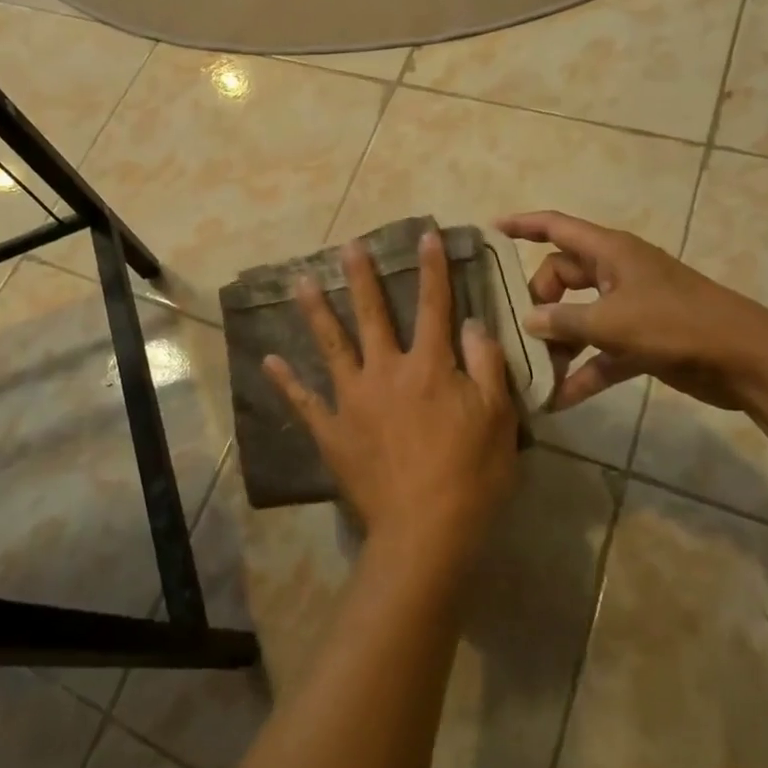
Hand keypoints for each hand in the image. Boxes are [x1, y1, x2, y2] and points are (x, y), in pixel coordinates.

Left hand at [263, 231, 518, 567]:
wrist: (426, 531)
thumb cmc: (471, 475)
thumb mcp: (498, 417)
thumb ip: (485, 364)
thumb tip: (471, 322)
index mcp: (429, 366)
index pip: (434, 306)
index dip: (433, 268)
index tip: (426, 235)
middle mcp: (386, 371)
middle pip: (372, 314)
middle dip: (362, 277)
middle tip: (348, 246)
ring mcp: (353, 399)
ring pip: (331, 345)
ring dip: (316, 311)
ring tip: (302, 282)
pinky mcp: (332, 430)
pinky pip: (304, 400)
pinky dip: (286, 380)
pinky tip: (269, 359)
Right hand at [497, 210, 767, 412]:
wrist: (745, 359)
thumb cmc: (674, 323)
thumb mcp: (611, 321)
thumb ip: (564, 321)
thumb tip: (529, 320)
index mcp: (609, 252)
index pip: (556, 227)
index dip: (523, 224)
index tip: (492, 228)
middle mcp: (616, 274)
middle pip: (562, 277)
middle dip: (539, 302)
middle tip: (520, 330)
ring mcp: (629, 308)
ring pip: (579, 318)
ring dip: (558, 343)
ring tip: (532, 370)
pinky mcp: (641, 342)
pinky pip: (600, 353)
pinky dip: (582, 371)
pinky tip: (558, 398)